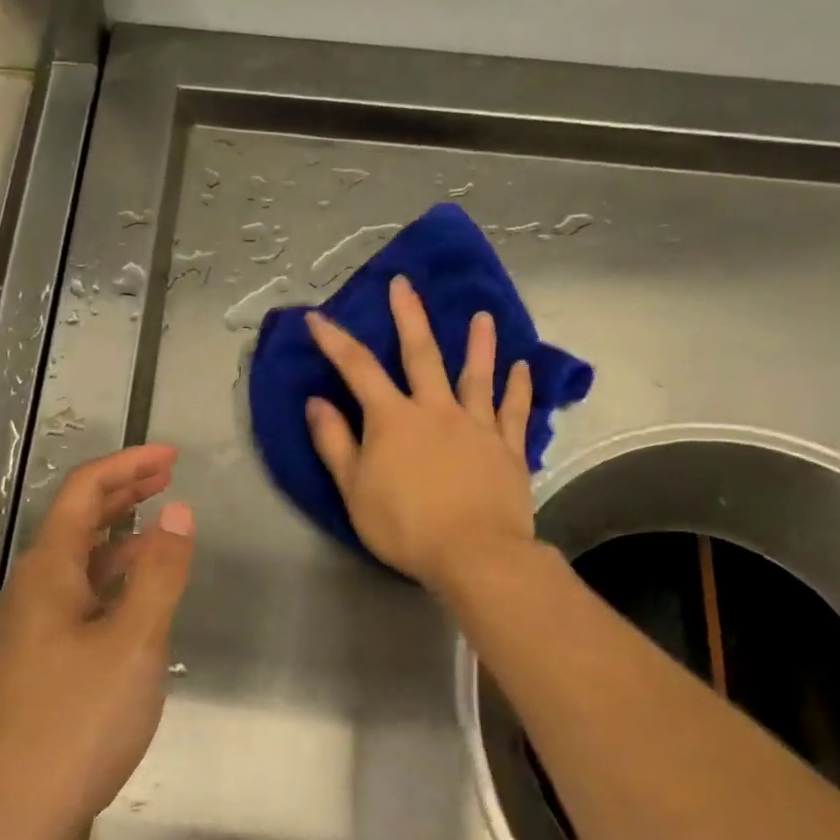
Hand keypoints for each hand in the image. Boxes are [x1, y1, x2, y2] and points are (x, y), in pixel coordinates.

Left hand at [0, 445, 194, 839]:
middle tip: (167, 477)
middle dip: (123, 493)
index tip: (172, 456)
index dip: (128, 465)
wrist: (4, 823)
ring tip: (160, 532)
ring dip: (118, 539)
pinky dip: (109, 582)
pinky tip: (134, 602)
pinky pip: (75, 600)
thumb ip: (159, 574)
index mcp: (47, 570)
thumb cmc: (73, 725)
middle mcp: (29, 589)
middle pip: (77, 521)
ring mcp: (26, 629)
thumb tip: (178, 511)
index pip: (84, 491)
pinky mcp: (32, 664)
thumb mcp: (133, 643)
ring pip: (77, 563)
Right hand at [304, 275, 535, 589]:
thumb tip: (316, 401)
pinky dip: (518, 387)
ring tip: (481, 317)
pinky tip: (522, 368)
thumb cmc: (404, 525)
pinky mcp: (507, 448)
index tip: (317, 317)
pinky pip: (514, 411)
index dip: (335, 341)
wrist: (474, 555)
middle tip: (404, 284)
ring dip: (478, 344)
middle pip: (420, 354)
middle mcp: (435, 409)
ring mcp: (476, 426)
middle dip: (408, 317)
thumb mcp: (353, 488)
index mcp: (393, 418)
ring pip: (476, 376)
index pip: (357, 369)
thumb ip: (334, 442)